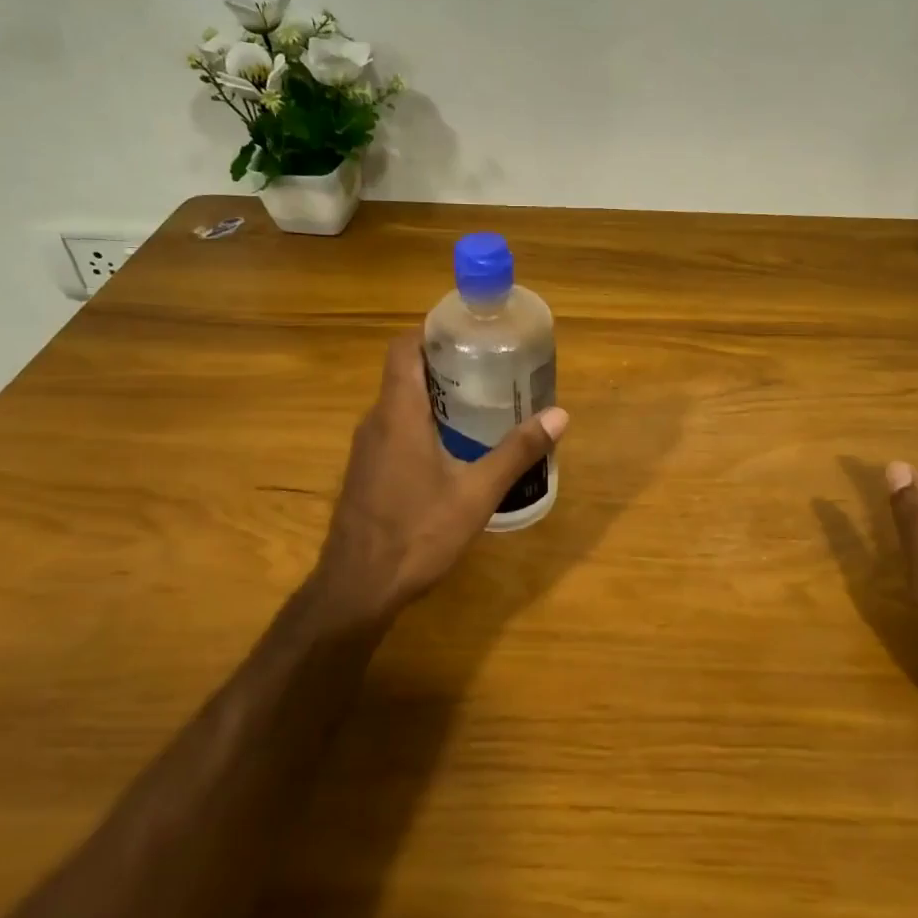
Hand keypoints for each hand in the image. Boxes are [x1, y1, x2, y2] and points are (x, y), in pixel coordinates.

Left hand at [308, 332, 566, 625]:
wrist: (358, 588)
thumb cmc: (417, 533)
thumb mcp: (477, 493)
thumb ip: (517, 452)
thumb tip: (560, 415)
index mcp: (398, 413)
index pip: (404, 348)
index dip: (432, 330)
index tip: (468, 329)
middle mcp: (375, 421)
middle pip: (405, 373)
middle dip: (445, 362)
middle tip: (490, 365)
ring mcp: (366, 448)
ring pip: (399, 403)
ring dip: (435, 395)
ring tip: (481, 400)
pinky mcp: (366, 471)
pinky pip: (394, 429)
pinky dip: (423, 422)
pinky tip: (454, 445)